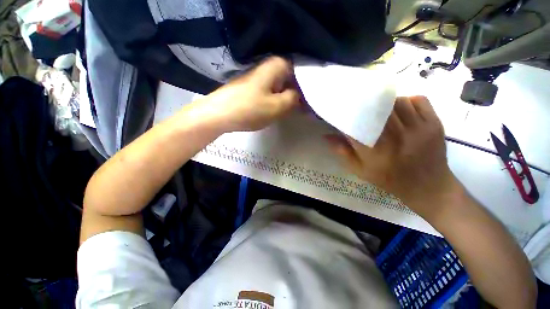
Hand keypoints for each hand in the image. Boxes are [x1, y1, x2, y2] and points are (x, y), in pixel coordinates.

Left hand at [197, 56, 300, 131]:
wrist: (219, 114)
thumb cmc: (250, 109)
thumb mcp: (277, 106)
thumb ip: (294, 99)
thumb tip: (300, 95)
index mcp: (277, 65)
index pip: (302, 70)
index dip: (309, 84)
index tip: (313, 98)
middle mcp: (268, 67)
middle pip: (291, 78)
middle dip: (299, 92)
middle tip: (306, 106)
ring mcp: (259, 77)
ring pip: (281, 85)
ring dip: (288, 96)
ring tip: (295, 109)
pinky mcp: (253, 87)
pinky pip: (271, 91)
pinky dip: (278, 99)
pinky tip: (280, 108)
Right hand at [326, 96, 460, 217]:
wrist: (426, 186)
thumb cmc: (388, 178)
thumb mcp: (360, 169)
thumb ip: (342, 151)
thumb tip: (326, 135)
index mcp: (374, 151)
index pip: (357, 124)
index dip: (349, 114)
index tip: (344, 110)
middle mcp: (395, 137)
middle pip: (379, 108)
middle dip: (368, 104)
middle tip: (363, 105)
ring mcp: (418, 129)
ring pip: (398, 101)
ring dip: (388, 102)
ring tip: (382, 108)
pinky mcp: (434, 124)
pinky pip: (419, 100)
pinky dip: (408, 100)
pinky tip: (402, 107)